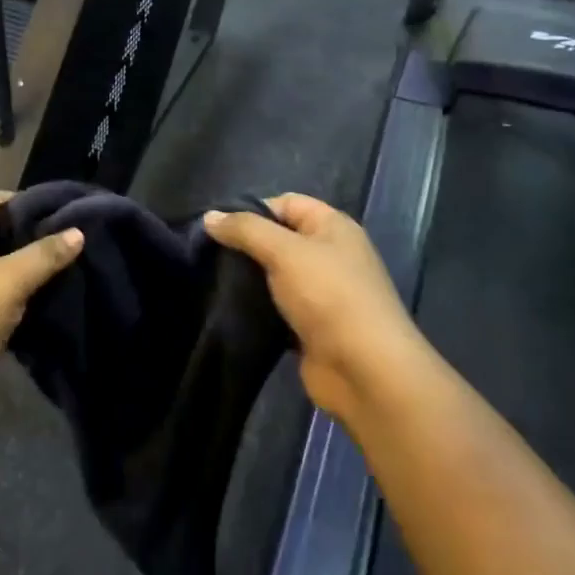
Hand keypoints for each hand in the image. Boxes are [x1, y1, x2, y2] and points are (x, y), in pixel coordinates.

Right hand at [204, 194, 419, 420]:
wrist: (365, 371)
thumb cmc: (329, 296)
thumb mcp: (284, 252)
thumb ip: (245, 230)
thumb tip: (209, 216)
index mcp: (333, 227)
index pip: (286, 203)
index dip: (252, 210)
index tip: (217, 228)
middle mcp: (331, 255)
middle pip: (280, 239)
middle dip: (246, 246)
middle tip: (209, 255)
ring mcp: (323, 294)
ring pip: (276, 276)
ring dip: (249, 280)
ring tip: (213, 281)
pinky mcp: (313, 328)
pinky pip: (278, 309)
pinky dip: (258, 309)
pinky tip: (230, 310)